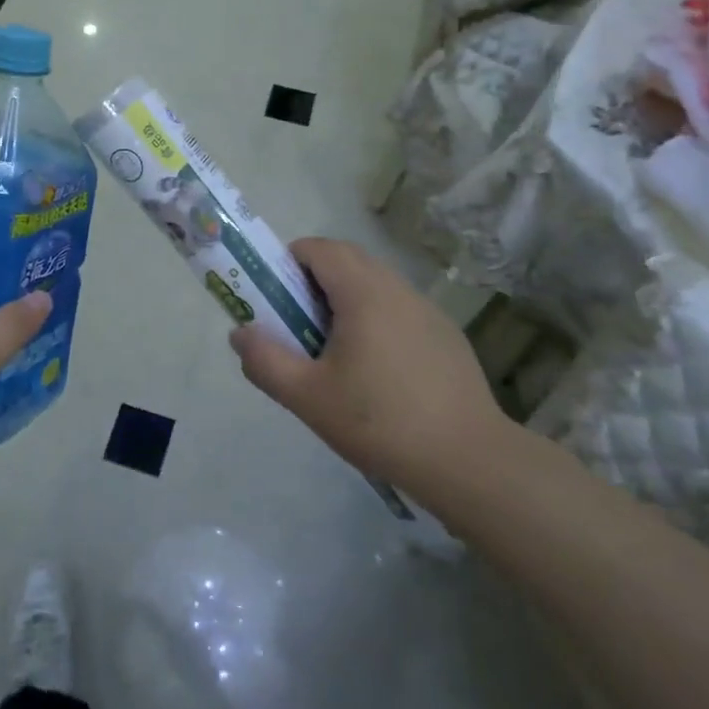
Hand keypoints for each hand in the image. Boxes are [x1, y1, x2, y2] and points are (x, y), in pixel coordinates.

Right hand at [228, 237, 517, 515]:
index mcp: (363, 292)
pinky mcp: (446, 335)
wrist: (468, 460)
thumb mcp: (307, 397)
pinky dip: (376, 320)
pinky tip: (379, 373)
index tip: (276, 297)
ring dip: (346, 300)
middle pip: (347, 261)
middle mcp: (397, 288)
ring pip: (375, 285)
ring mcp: (427, 310)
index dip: (289, 261)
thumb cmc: (379, 421)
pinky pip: (399, 309)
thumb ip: (265, 360)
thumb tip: (241, 333)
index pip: (319, 248)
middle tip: (298, 325)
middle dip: (314, 281)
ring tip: (336, 353)